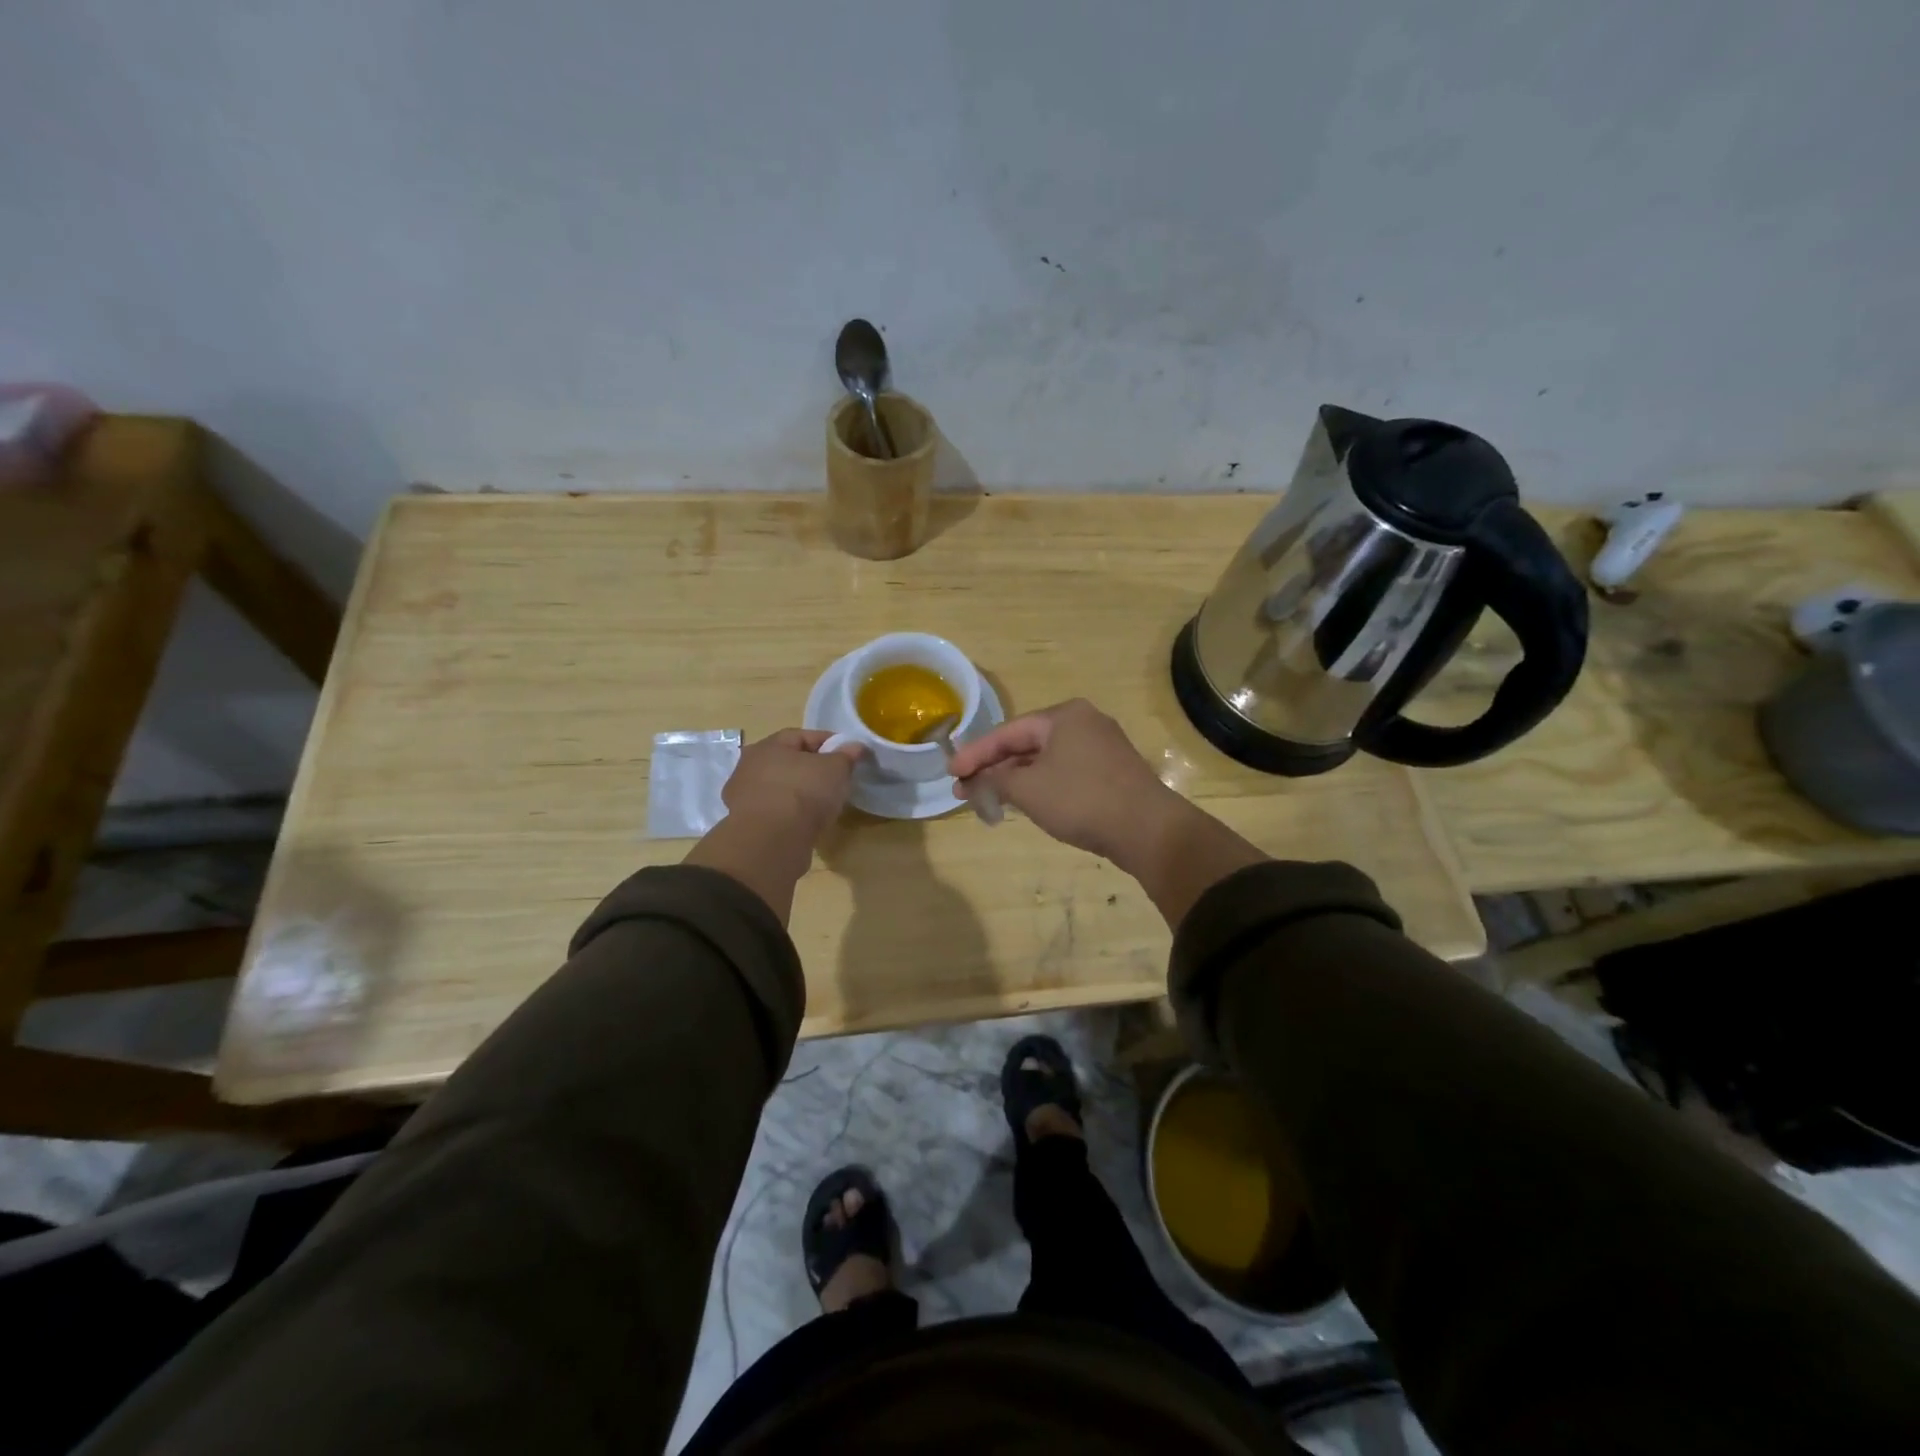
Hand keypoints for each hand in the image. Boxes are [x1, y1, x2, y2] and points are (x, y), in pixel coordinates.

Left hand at [723, 729, 864, 842]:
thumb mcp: (836, 769)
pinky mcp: (747, 825)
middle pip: (788, 762)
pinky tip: (807, 823)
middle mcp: (750, 767)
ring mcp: (745, 798)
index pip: (802, 736)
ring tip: (823, 804)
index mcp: (768, 746)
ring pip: (780, 788)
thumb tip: (855, 746)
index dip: (828, 742)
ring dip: (799, 793)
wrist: (772, 841)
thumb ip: (846, 755)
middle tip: (836, 779)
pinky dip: (791, 815)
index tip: (849, 753)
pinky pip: (776, 812)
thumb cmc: (804, 792)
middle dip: (812, 768)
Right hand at [948, 699, 1266, 926]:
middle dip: (994, 768)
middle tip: (965, 790)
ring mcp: (1102, 747)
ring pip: (1046, 760)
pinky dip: (1041, 786)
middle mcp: (1084, 722)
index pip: (1007, 732)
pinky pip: (1065, 773)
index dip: (975, 754)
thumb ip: (994, 781)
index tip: (951, 773)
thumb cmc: (1081, 799)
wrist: (1148, 829)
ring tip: (989, 799)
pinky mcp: (1112, 772)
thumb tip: (973, 783)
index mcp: (1063, 716)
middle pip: (1027, 744)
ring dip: (1016, 779)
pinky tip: (1025, 803)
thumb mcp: (1028, 790)